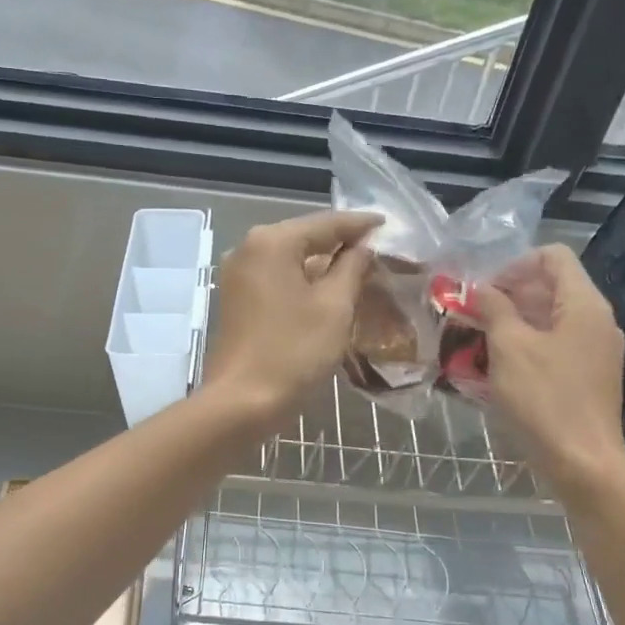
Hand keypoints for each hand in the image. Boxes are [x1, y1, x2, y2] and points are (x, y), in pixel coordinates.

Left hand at [201, 210, 379, 428]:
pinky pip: (277, 279)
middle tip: (378, 249)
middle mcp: (248, 248)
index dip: (360, 224)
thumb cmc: (293, 351)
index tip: (388, 224)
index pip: (326, 223)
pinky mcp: (236, 299)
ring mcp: (238, 275)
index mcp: (272, 242)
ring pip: (290, 259)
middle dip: (341, 243)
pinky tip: (328, 291)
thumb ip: (352, 267)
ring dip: (323, 264)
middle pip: (305, 237)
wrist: (241, 402)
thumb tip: (363, 247)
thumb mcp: (334, 306)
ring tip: (360, 269)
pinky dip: (303, 281)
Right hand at [469, 244, 624, 491]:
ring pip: (550, 320)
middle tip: (472, 317)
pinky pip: (555, 347)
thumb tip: (482, 289)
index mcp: (584, 305)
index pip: (553, 257)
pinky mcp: (589, 378)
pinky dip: (526, 348)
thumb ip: (495, 309)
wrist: (582, 465)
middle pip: (551, 287)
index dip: (515, 265)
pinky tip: (498, 370)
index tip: (484, 292)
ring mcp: (596, 351)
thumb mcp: (509, 348)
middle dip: (508, 296)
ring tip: (478, 344)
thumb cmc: (544, 400)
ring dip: (513, 324)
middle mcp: (597, 322)